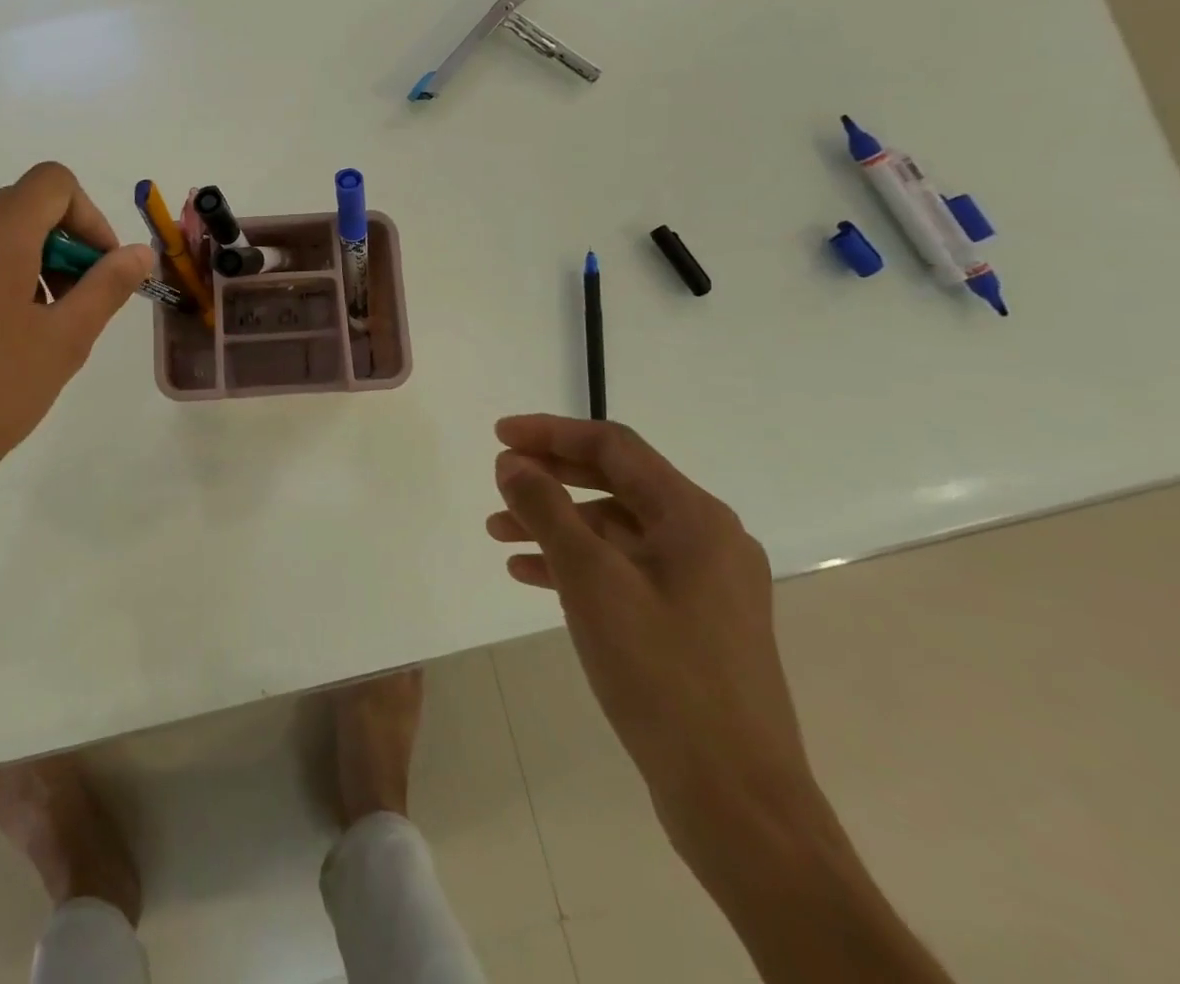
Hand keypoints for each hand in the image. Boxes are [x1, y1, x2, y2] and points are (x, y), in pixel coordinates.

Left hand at [0, 163, 152, 578]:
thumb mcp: (65, 340)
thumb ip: (108, 285)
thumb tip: (140, 252)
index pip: (55, 183)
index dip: (90, 219)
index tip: (101, 270)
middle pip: (25, 204)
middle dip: (64, 244)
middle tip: (77, 304)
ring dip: (32, 259)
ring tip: (40, 323)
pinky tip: (1, 330)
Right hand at [487, 415, 820, 865]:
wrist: (737, 801)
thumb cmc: (662, 674)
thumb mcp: (590, 580)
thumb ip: (547, 510)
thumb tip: (512, 463)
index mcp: (695, 518)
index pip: (614, 447)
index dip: (551, 432)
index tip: (498, 435)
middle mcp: (706, 539)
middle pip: (615, 483)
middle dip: (551, 477)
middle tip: (498, 479)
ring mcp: (702, 584)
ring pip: (615, 530)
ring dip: (557, 524)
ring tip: (499, 534)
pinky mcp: (691, 622)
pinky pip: (624, 570)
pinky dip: (577, 564)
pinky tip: (530, 575)